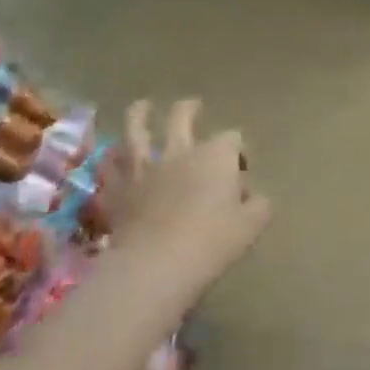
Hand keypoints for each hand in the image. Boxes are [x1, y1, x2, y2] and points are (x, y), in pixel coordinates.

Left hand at [96, 100, 270, 295]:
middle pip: (182, 117)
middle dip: (189, 109)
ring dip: (140, 115)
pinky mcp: (118, 188)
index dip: (238, 150)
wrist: (157, 263)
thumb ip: (259, 205)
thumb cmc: (212, 242)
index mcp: (215, 157)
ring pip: (137, 128)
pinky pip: (110, 165)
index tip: (241, 168)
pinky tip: (112, 155)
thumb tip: (254, 197)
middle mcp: (179, 152)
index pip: (232, 139)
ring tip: (142, 107)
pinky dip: (112, 158)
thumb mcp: (252, 226)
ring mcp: (143, 167)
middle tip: (193, 106)